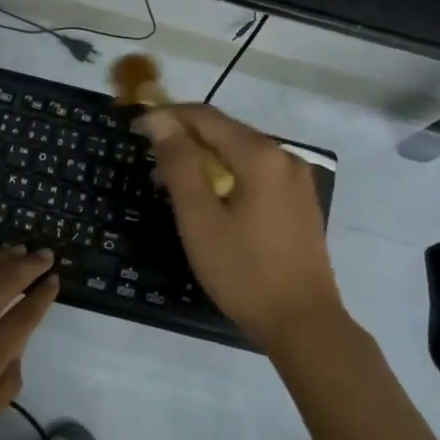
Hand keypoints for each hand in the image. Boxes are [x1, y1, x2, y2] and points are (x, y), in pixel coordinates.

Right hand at [137, 104, 348, 354]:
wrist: (303, 323)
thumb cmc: (243, 271)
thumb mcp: (200, 219)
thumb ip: (179, 165)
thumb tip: (159, 121)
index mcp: (260, 155)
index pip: (206, 117)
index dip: (168, 117)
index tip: (136, 129)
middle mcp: (284, 157)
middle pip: (226, 132)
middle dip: (186, 140)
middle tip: (151, 163)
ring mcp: (297, 180)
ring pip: (241, 154)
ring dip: (205, 160)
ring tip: (173, 185)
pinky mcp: (300, 202)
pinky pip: (257, 174)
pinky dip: (229, 176)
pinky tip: (210, 201)